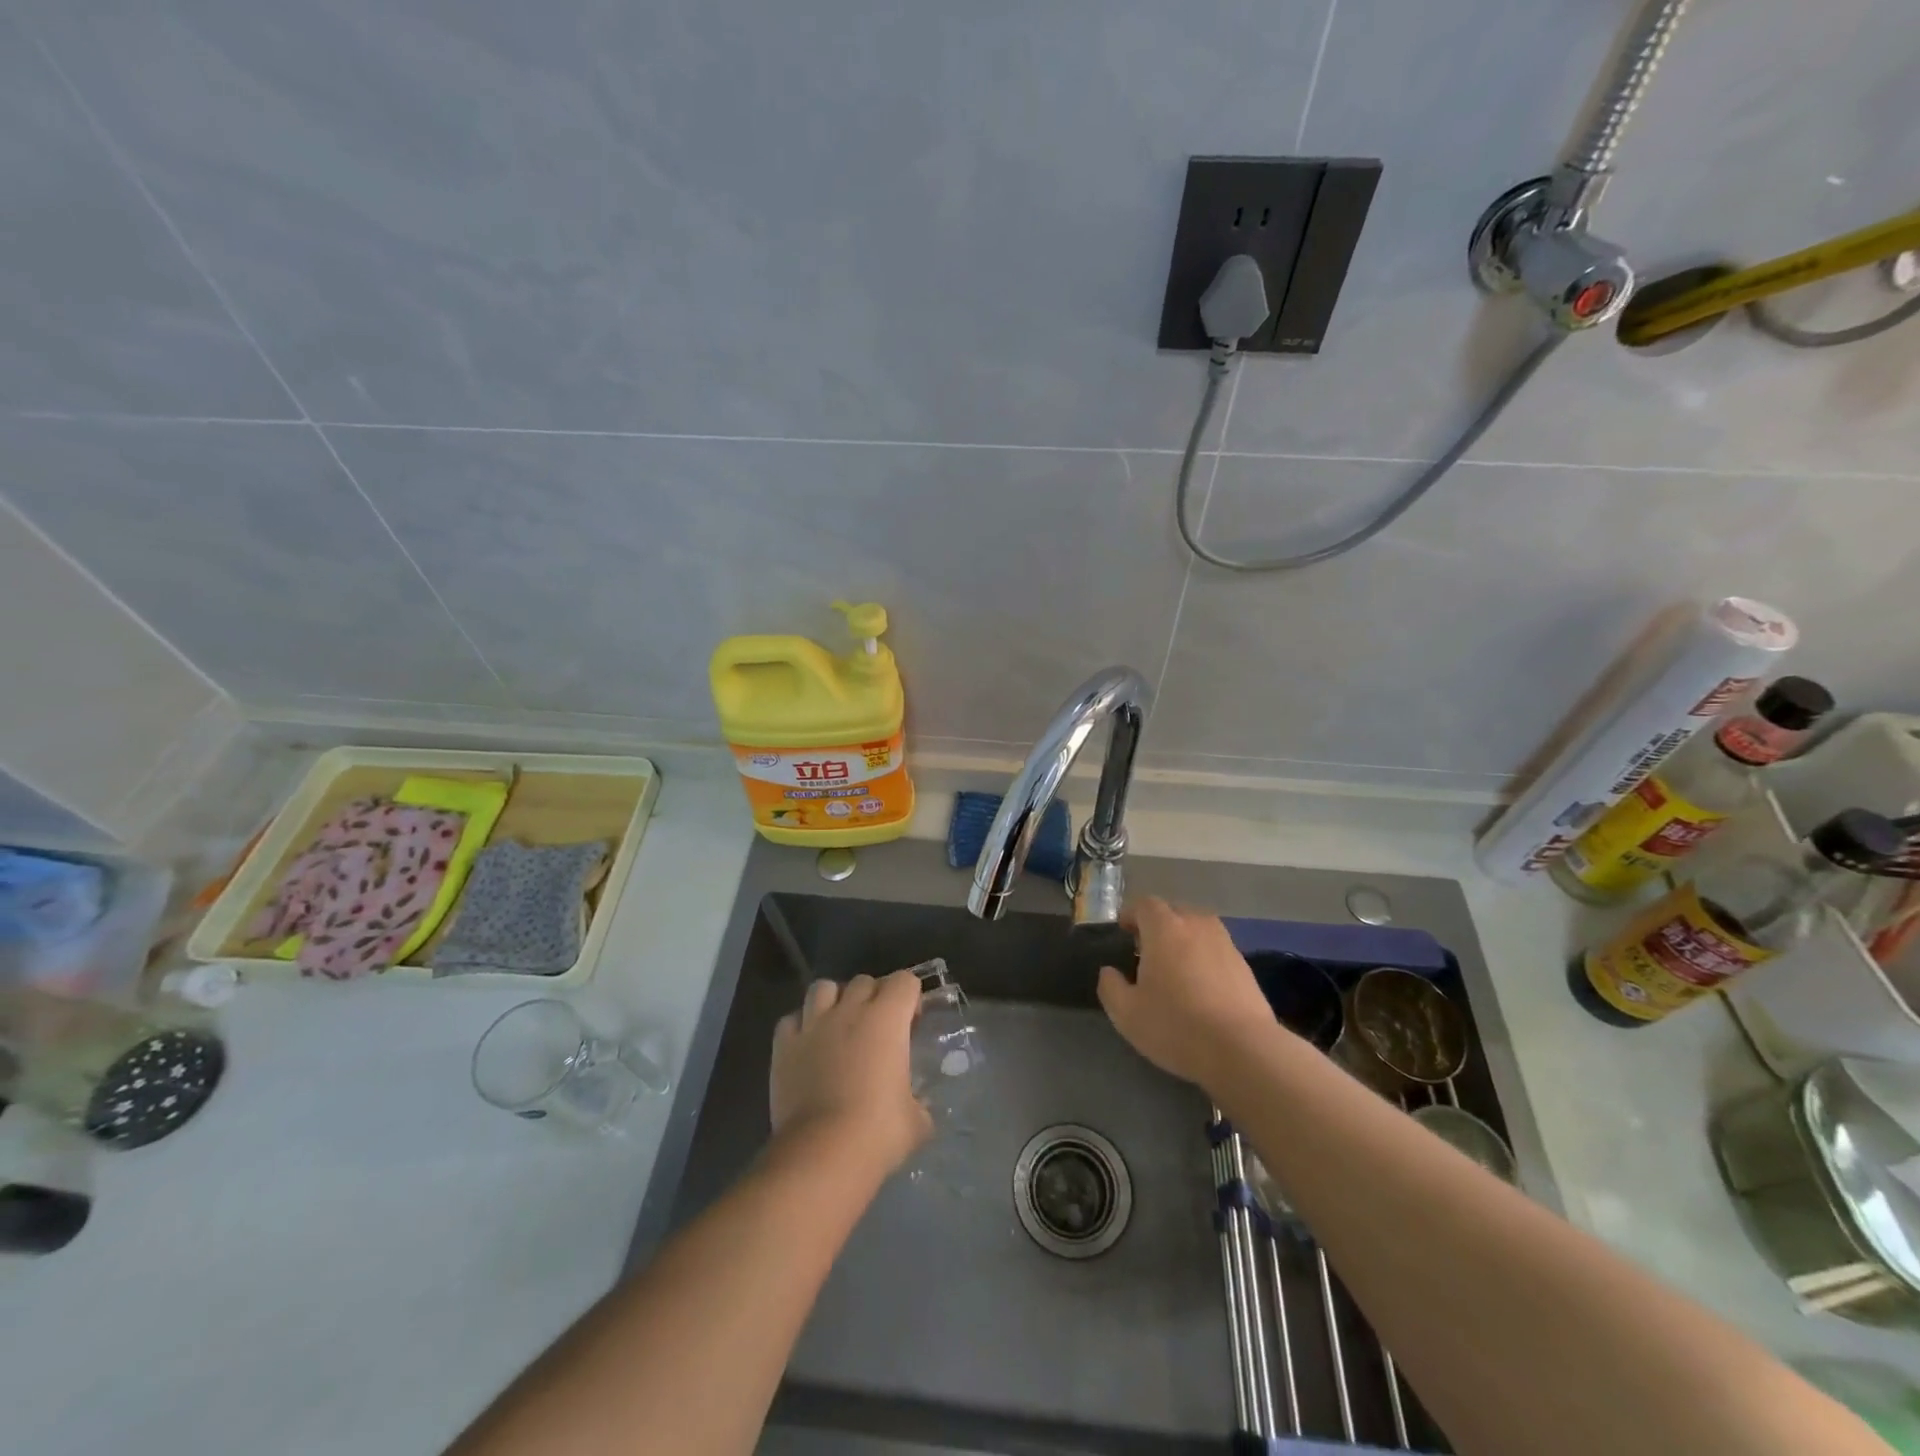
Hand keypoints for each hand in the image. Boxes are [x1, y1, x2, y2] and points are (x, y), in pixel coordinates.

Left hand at [770, 970, 931, 1177]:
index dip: (911, 997)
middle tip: (878, 1028)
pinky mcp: (783, 1045)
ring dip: (834, 1000)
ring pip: (823, 988)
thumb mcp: (916, 1121)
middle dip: (874, 997)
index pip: (905, 981)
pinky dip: (801, 1026)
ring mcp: (813, 1024)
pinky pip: (792, 1020)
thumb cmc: (877, 1133)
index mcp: (887, 1019)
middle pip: (864, 981)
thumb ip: (919, 1103)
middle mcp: (849, 1010)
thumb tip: (919, 1106)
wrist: (822, 1154)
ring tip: (839, 1026)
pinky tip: (808, 1047)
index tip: (911, 1023)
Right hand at [1097, 896, 1279, 1088]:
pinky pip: (1216, 949)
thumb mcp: (1127, 1013)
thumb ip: (1110, 987)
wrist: (1243, 1050)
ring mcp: (1225, 944)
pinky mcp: (1245, 966)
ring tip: (1175, 967)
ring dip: (1184, 940)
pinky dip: (1204, 958)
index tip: (1124, 933)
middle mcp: (1196, 925)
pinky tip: (1201, 986)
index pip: (1145, 904)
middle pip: (1174, 912)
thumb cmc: (1176, 1026)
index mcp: (1164, 928)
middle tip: (1147, 952)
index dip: (1132, 915)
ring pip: (1198, 929)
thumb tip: (1109, 972)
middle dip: (1158, 925)